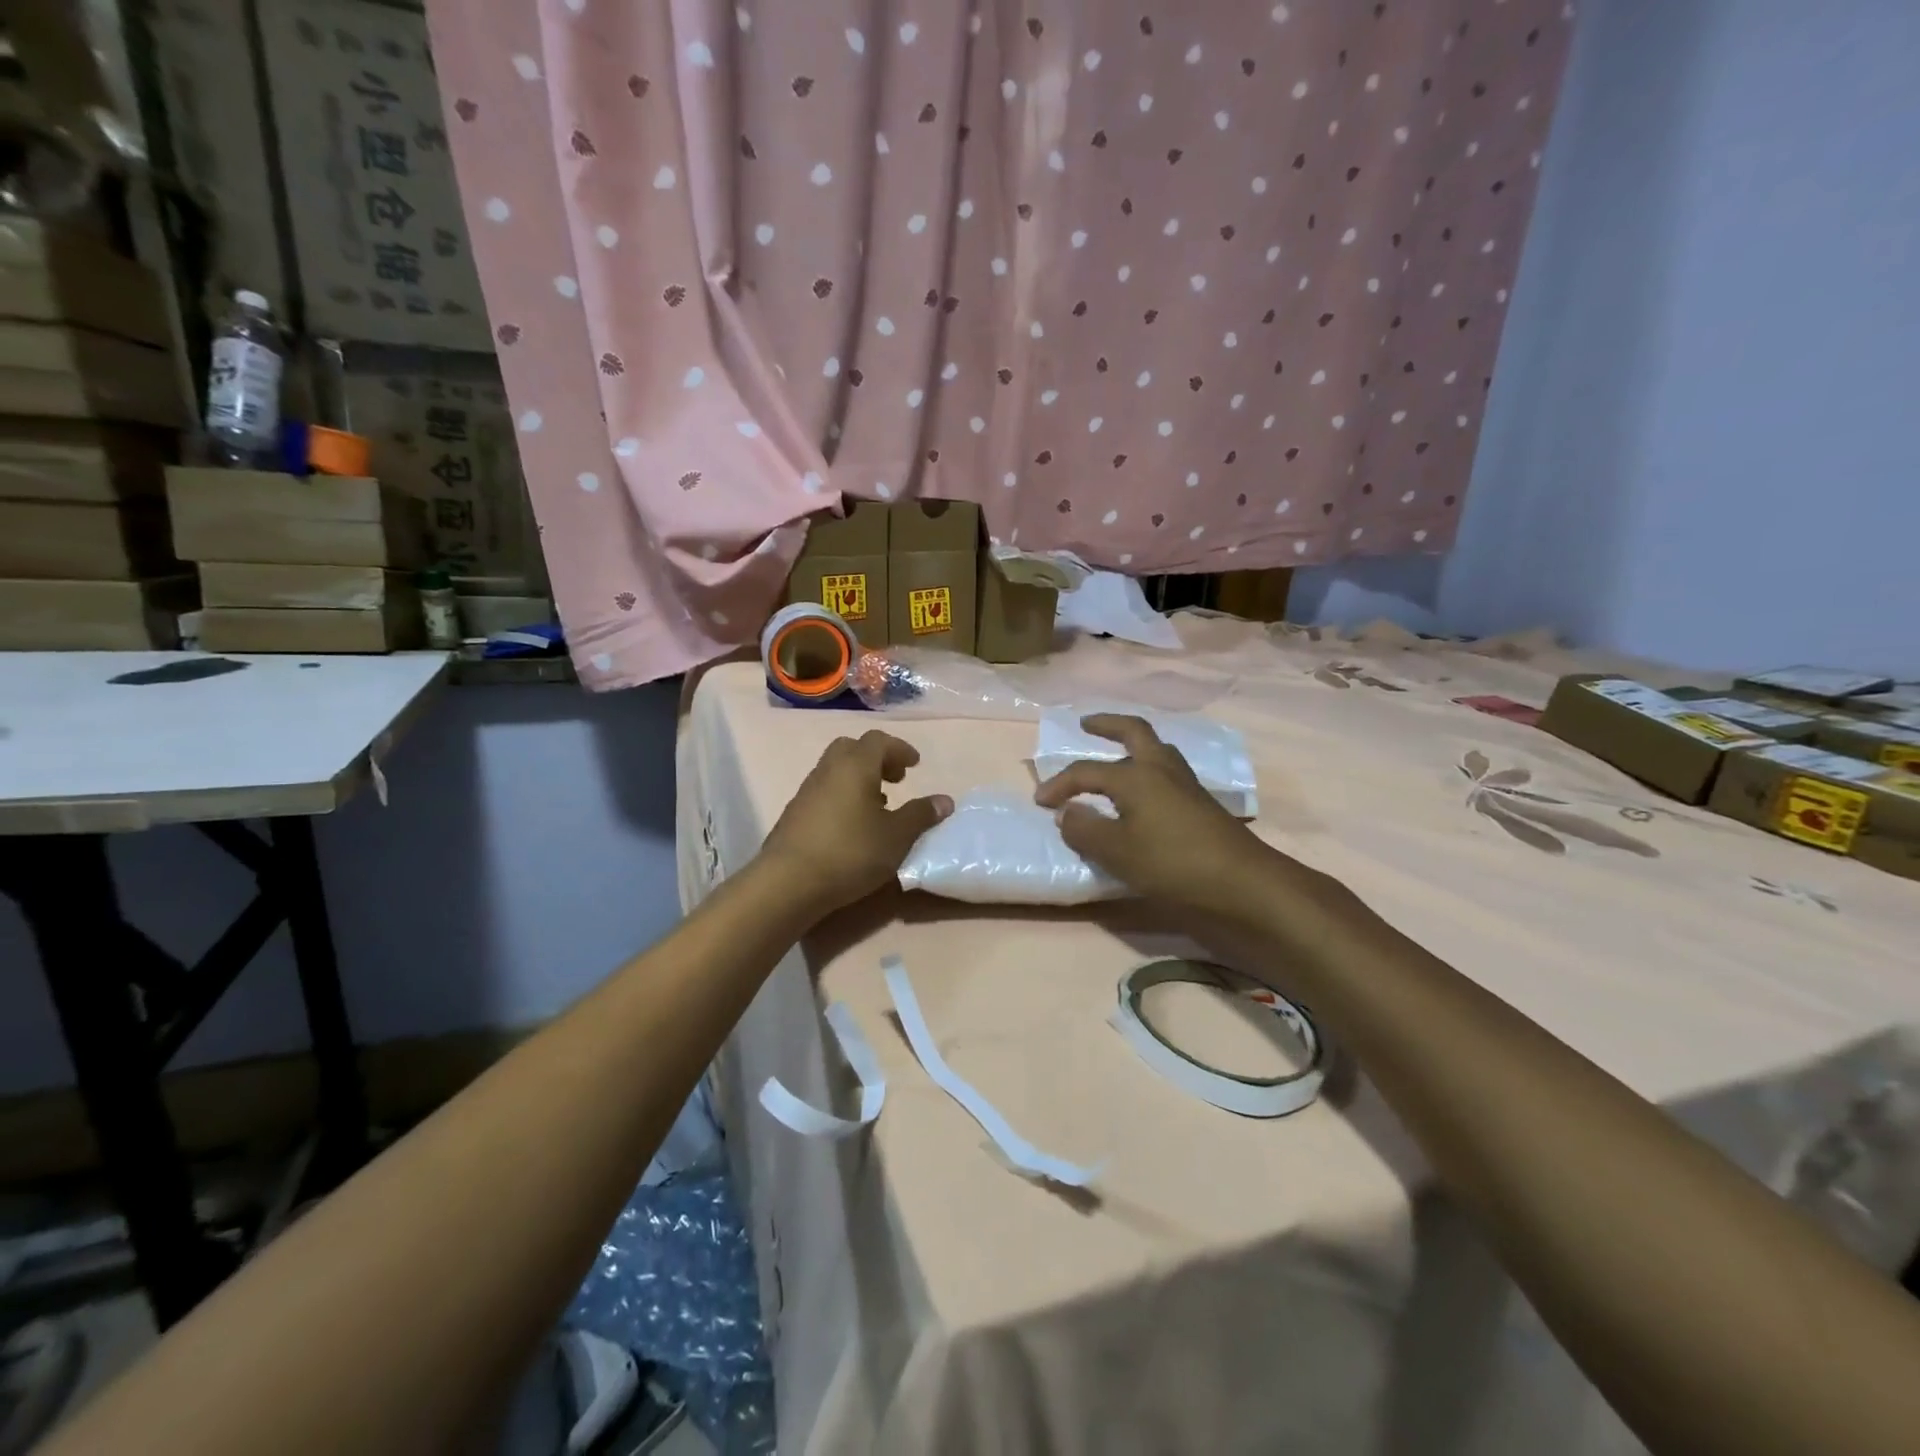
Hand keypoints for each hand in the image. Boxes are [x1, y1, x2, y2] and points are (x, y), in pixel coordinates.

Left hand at [760, 730, 951, 911]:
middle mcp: (828, 770)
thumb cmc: (850, 852)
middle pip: (852, 749)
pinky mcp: (794, 814)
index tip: (915, 766)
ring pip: (836, 770)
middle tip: (895, 780)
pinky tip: (852, 827)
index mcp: (855, 766)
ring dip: (859, 779)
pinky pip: (824, 792)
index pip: (879, 741)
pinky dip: (843, 796)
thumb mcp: (896, 836)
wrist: (788, 882)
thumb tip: (944, 800)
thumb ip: (921, 815)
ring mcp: (807, 791)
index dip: (900, 749)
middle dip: (876, 759)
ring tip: (878, 807)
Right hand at [1033, 714, 1306, 918]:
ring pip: (1155, 749)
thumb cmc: (1172, 863)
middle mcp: (1160, 768)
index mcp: (1135, 775)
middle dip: (1107, 724)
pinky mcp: (1200, 802)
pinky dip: (1148, 768)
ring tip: (1115, 755)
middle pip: (1133, 730)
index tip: (1040, 802)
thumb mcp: (1116, 851)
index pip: (1086, 771)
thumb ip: (1084, 829)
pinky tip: (1143, 792)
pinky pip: (1167, 770)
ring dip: (1132, 744)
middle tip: (1086, 724)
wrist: (1241, 882)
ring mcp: (1185, 783)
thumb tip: (1067, 812)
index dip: (1059, 784)